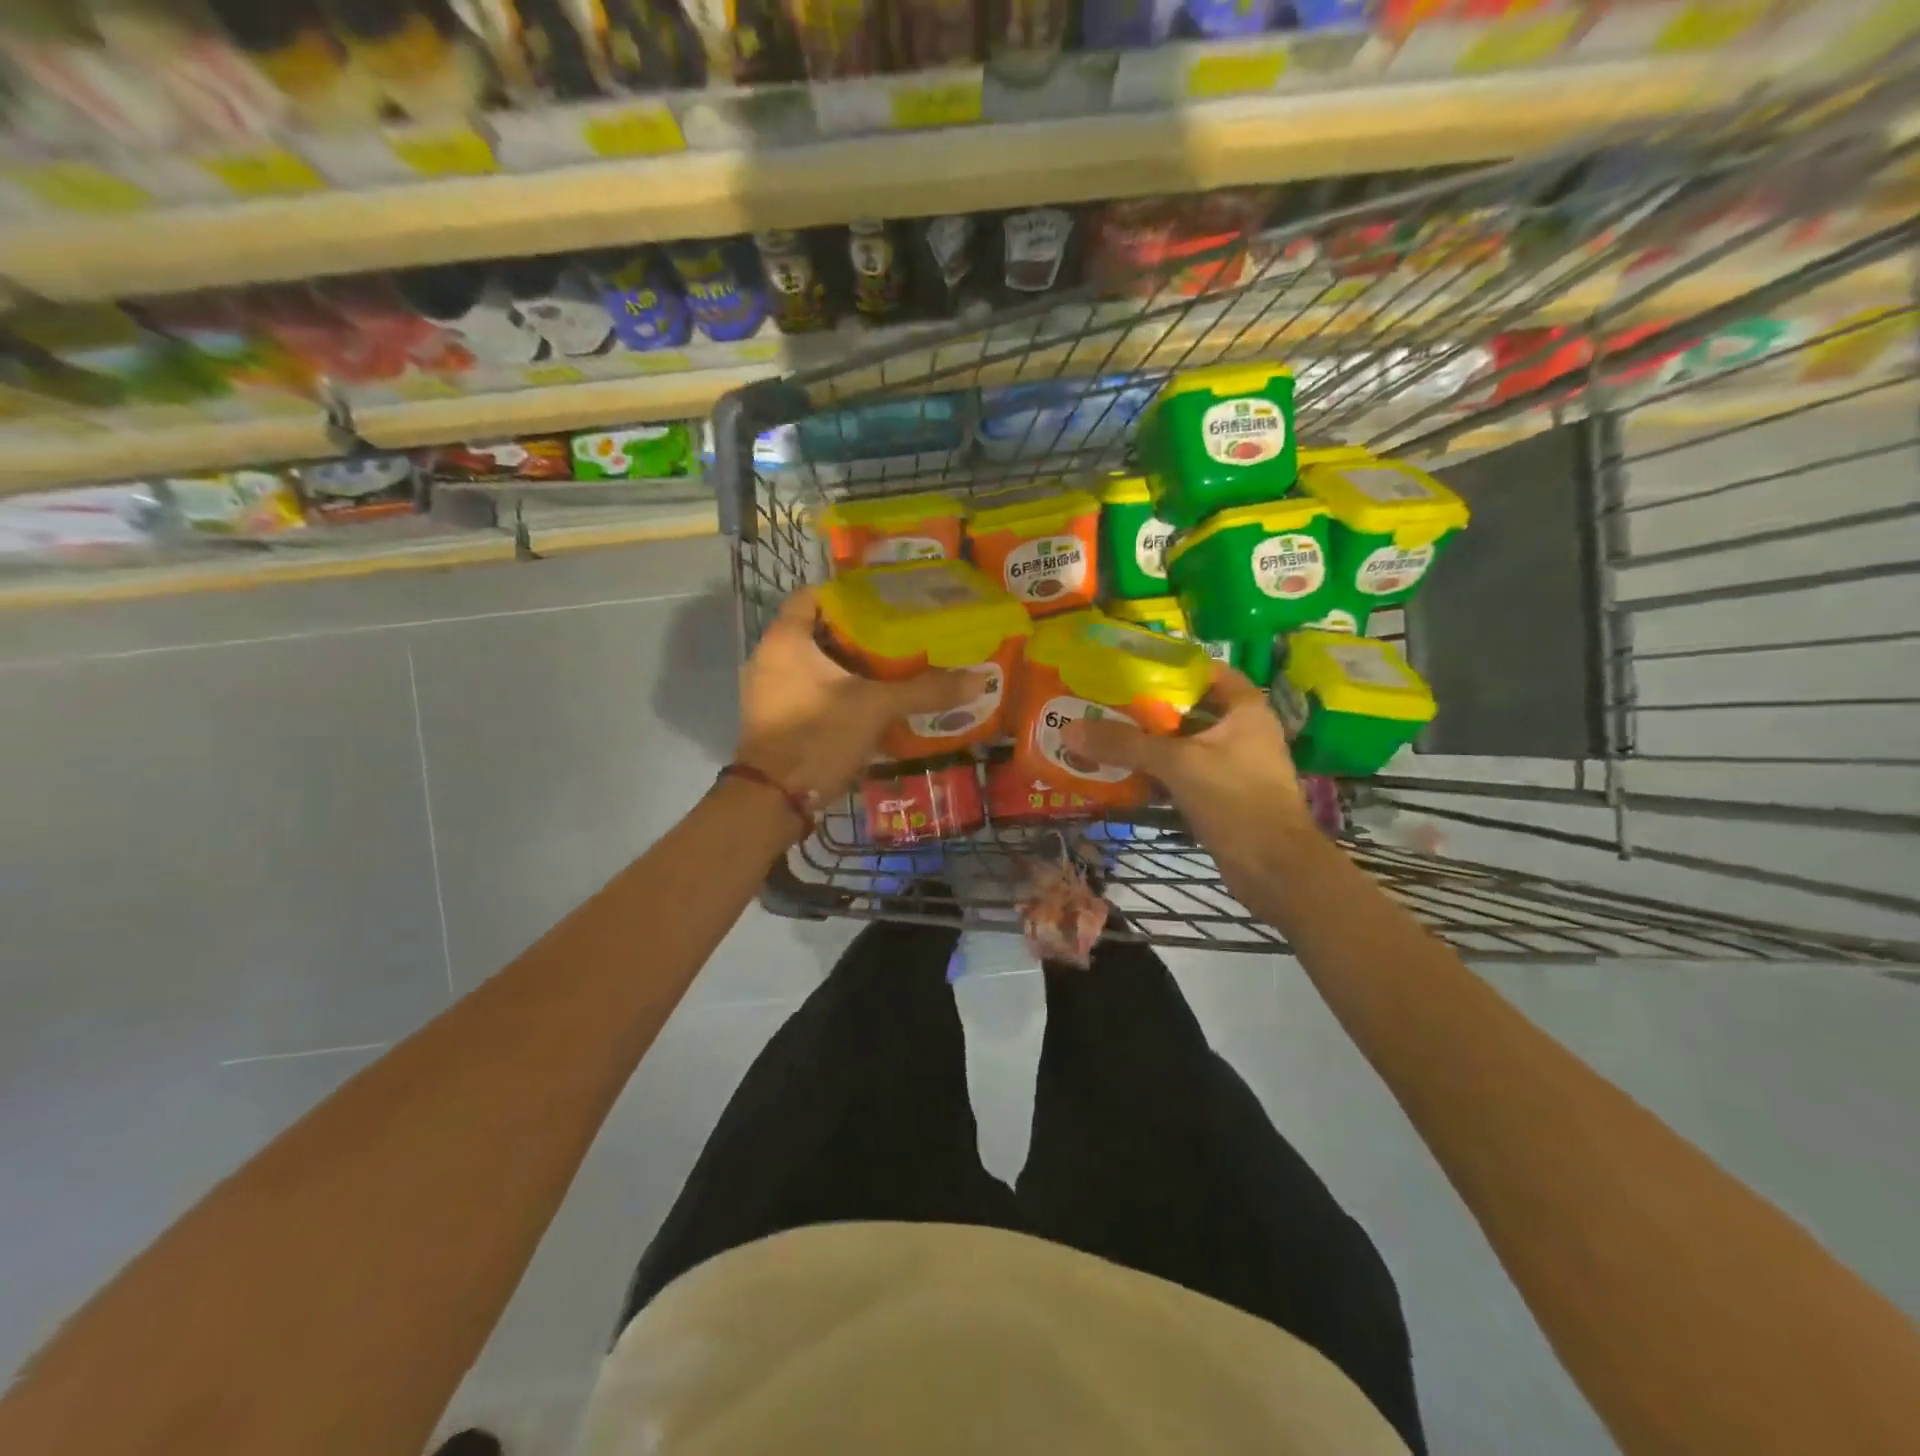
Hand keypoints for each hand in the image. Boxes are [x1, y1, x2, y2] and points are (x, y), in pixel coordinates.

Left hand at [734, 588, 981, 811]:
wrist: (771, 800)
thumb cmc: (817, 736)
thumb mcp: (876, 708)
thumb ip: (924, 691)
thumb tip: (977, 679)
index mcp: (786, 639)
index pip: (815, 595)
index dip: (851, 595)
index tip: (887, 602)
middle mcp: (771, 658)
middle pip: (820, 631)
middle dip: (860, 634)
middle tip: (902, 636)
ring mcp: (770, 691)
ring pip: (817, 665)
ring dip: (851, 666)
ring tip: (895, 667)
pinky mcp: (777, 719)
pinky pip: (812, 692)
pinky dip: (839, 692)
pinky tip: (873, 703)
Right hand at [1062, 665, 1322, 914]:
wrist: (1275, 869)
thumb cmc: (1236, 799)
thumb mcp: (1178, 763)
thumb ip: (1125, 744)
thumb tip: (1070, 730)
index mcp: (1245, 710)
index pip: (1209, 671)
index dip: (1173, 666)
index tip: (1132, 667)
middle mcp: (1242, 733)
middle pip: (1189, 710)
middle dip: (1149, 708)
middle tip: (1106, 702)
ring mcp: (1233, 767)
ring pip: (1184, 746)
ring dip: (1149, 744)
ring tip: (1105, 735)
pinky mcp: (1222, 798)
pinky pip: (1182, 776)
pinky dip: (1156, 774)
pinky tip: (1122, 775)